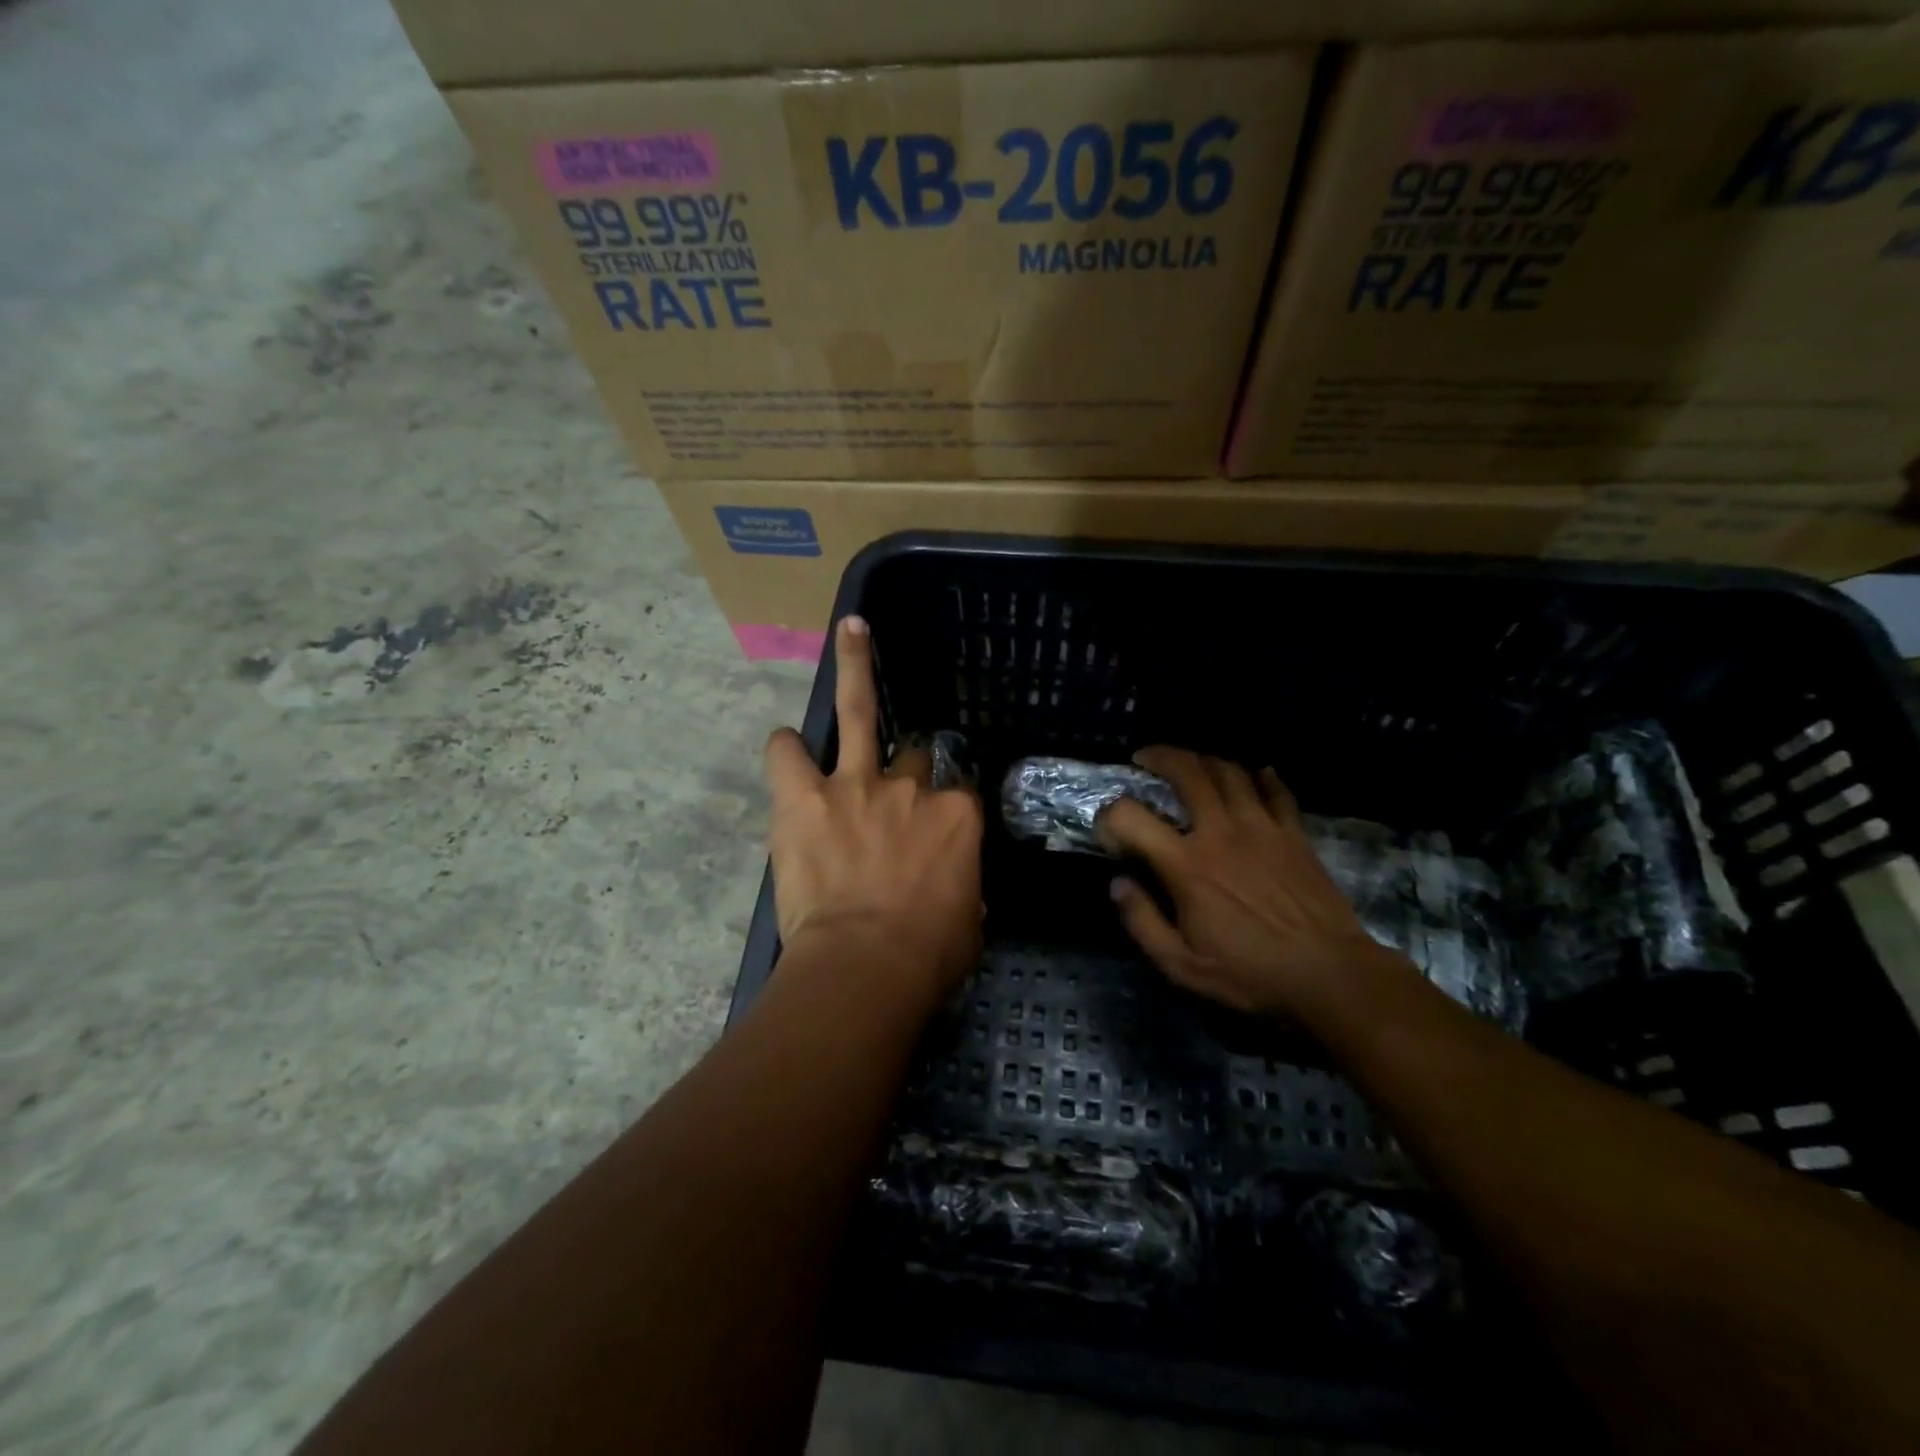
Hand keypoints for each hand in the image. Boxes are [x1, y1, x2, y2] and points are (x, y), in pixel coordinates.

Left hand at [764, 616, 984, 990]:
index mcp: (957, 817)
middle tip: (894, 788)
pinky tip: (785, 745)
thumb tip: (958, 890)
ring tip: (852, 629)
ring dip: (857, 668)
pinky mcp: (805, 797)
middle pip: (914, 756)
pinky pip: (788, 754)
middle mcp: (911, 788)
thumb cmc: (927, 955)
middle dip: (907, 769)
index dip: (946, 806)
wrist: (866, 966)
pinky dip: (785, 748)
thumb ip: (963, 891)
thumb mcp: (969, 925)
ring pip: (860, 711)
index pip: (959, 792)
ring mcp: (856, 784)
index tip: (936, 824)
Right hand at [1097, 747, 1394, 1016]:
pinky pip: (1276, 790)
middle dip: (1160, 757)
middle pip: (1188, 772)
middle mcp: (1221, 833)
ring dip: (1204, 760)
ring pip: (1230, 772)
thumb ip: (1142, 922)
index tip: (1108, 827)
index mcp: (1187, 866)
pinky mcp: (1294, 834)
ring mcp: (1262, 828)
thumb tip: (1118, 884)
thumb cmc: (1251, 974)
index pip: (1131, 817)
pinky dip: (1262, 776)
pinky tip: (1255, 774)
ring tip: (1192, 765)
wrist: (1331, 975)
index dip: (1110, 814)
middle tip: (1145, 759)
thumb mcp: (1182, 965)